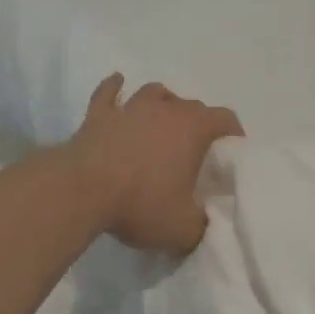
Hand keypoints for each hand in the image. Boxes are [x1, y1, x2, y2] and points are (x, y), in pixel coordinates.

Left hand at [66, 74, 242, 254]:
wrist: (81, 191)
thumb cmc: (140, 204)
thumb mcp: (183, 229)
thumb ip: (201, 224)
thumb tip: (203, 221)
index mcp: (193, 128)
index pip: (225, 118)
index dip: (233, 133)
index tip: (232, 150)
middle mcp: (165, 109)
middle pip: (191, 105)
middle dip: (198, 123)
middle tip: (195, 149)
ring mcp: (130, 108)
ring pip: (154, 92)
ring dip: (163, 103)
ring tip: (163, 119)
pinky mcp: (98, 115)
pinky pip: (108, 93)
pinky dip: (114, 88)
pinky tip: (117, 84)